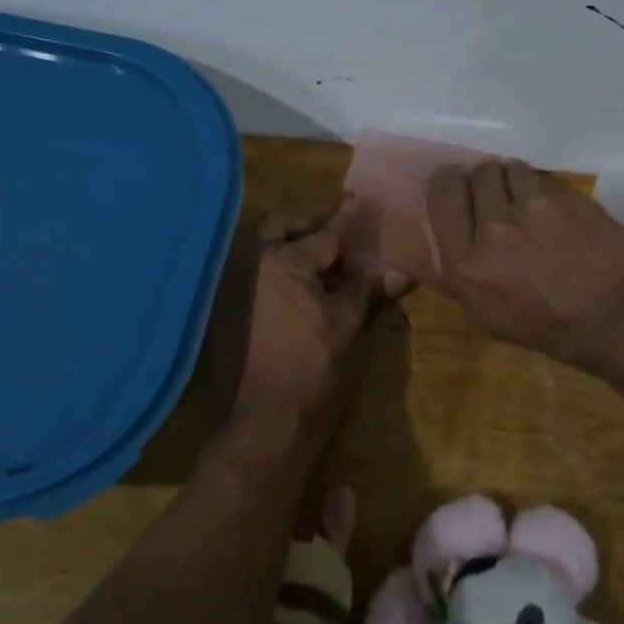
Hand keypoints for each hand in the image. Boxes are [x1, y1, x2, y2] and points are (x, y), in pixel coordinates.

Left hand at [230, 202, 386, 440]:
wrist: (269, 420)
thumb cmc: (315, 366)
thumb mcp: (348, 324)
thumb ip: (367, 290)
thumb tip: (399, 273)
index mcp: (282, 261)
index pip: (323, 234)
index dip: (344, 220)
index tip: (356, 202)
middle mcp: (249, 265)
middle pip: (277, 228)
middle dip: (305, 227)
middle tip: (333, 240)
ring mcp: (232, 289)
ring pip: (258, 250)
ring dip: (285, 248)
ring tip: (318, 267)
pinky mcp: (224, 313)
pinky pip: (250, 277)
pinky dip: (272, 274)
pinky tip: (295, 294)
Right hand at [426, 161, 623, 367]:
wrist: (617, 317)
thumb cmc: (548, 328)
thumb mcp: (485, 316)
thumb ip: (460, 274)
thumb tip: (447, 243)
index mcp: (467, 262)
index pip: (443, 194)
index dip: (449, 183)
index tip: (457, 186)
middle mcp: (495, 227)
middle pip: (478, 174)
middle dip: (484, 181)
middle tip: (496, 197)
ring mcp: (535, 208)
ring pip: (512, 168)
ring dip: (514, 181)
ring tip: (527, 200)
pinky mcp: (568, 197)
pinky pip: (546, 181)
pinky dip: (545, 191)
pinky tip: (556, 212)